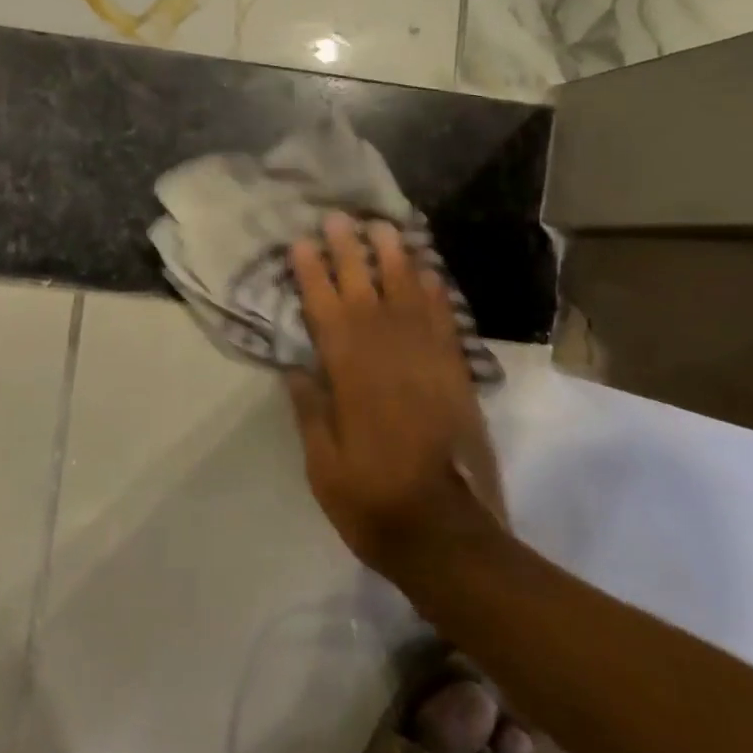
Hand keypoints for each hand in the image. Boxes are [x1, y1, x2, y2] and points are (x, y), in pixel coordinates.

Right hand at [286, 215, 504, 594]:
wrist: (448, 535)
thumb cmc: (373, 502)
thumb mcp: (323, 465)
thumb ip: (310, 410)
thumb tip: (296, 366)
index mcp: (351, 376)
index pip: (326, 312)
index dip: (313, 275)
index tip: (302, 242)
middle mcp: (389, 356)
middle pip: (367, 292)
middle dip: (350, 252)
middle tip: (340, 217)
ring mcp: (428, 362)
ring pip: (409, 297)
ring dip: (395, 259)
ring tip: (384, 227)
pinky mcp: (456, 375)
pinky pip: (445, 322)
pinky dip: (437, 293)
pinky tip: (429, 271)